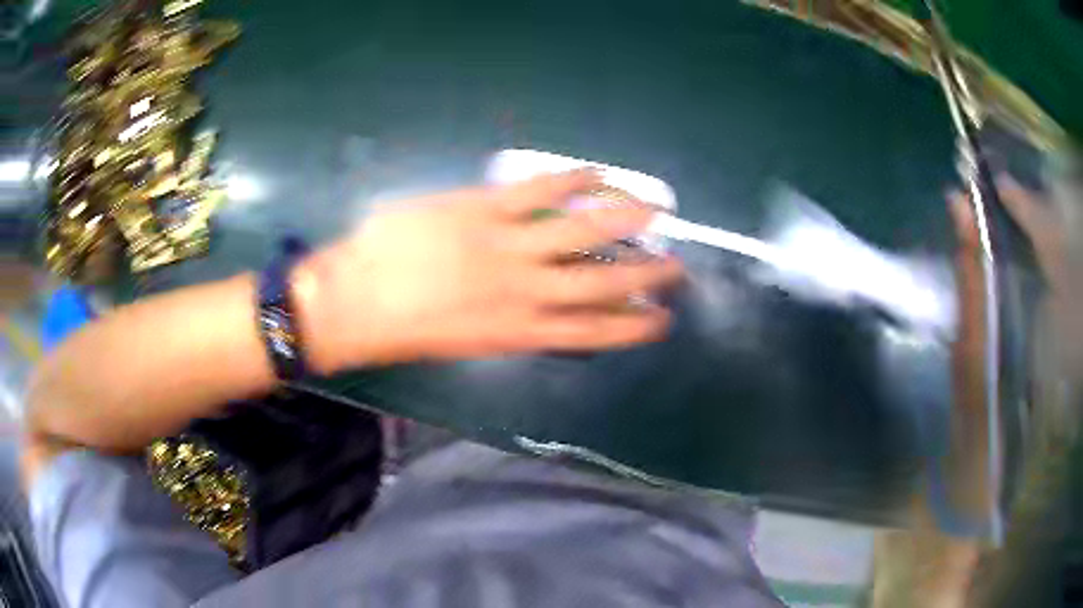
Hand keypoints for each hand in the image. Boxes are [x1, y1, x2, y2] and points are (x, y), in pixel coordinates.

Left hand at [297, 170, 683, 371]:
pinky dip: (572, 180)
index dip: (632, 326)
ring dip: (623, 221)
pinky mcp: (483, 210)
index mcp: (518, 330)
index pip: (592, 331)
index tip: (662, 320)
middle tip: (676, 267)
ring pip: (580, 234)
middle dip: (644, 276)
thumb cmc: (403, 327)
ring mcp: (506, 247)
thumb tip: (535, 302)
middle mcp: (524, 292)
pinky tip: (597, 173)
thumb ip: (507, 321)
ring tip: (655, 209)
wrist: (355, 300)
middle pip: (600, 285)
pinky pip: (537, 191)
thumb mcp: (464, 339)